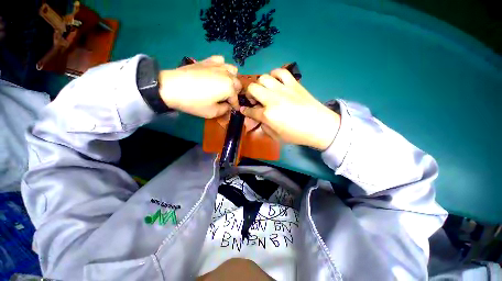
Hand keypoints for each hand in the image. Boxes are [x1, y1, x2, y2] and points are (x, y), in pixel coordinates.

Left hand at [159, 55, 241, 117]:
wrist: (172, 87)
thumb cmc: (194, 102)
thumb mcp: (212, 112)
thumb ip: (224, 110)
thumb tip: (228, 106)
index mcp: (229, 88)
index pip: (236, 99)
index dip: (235, 106)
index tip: (234, 110)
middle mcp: (227, 75)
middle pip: (237, 84)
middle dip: (235, 92)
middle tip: (228, 99)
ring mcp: (218, 66)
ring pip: (233, 70)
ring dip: (232, 78)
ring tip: (225, 85)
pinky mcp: (208, 61)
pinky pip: (221, 60)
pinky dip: (222, 66)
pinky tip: (217, 72)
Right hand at [241, 69, 340, 149]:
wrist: (319, 126)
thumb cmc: (297, 135)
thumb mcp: (276, 136)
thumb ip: (264, 127)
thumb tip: (258, 119)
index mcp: (268, 115)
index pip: (250, 110)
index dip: (245, 110)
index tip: (243, 109)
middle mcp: (272, 99)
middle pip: (253, 88)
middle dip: (249, 94)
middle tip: (254, 99)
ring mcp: (283, 89)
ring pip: (264, 77)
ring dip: (260, 84)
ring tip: (264, 90)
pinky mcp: (294, 84)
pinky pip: (281, 71)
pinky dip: (275, 74)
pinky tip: (275, 81)